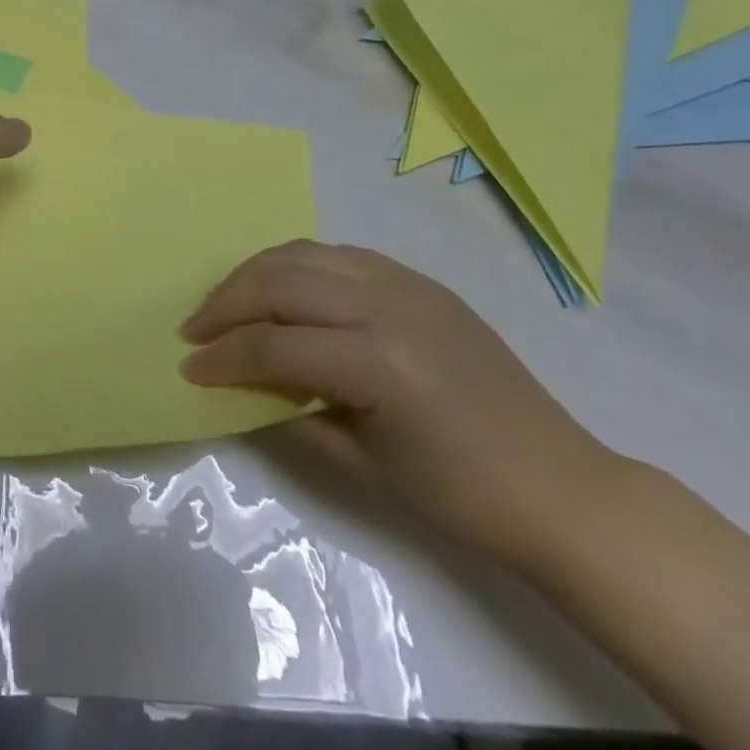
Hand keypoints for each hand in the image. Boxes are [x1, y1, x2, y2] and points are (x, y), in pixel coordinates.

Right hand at [180, 241, 619, 574]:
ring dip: (256, 273)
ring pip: (305, 254)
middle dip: (226, 302)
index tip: (189, 368)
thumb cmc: (462, 496)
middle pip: (280, 281)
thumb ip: (292, 415)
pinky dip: (299, 265)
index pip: (274, 346)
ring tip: (229, 302)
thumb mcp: (363, 466)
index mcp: (377, 362)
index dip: (223, 357)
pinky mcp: (420, 281)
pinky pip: (340, 255)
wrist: (560, 487)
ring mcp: (407, 284)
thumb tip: (242, 386)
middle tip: (196, 328)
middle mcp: (388, 305)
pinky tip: (285, 290)